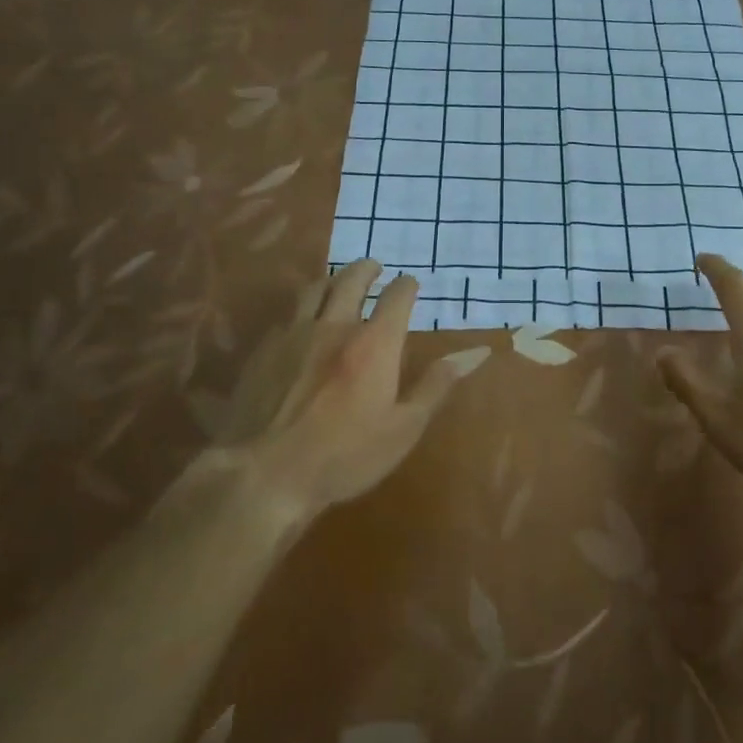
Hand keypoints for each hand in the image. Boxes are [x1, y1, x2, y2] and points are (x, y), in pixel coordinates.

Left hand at [164, 261, 468, 520]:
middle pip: (351, 279)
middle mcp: (335, 326)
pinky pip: (287, 316)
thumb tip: (477, 352)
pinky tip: (301, 323)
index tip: (411, 285)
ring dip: (332, 280)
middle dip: (367, 269)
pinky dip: (302, 310)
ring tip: (338, 283)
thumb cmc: (344, 456)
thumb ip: (437, 384)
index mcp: (374, 343)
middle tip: (375, 268)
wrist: (265, 474)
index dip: (407, 285)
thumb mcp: (403, 428)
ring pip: (314, 289)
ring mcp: (295, 335)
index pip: (397, 296)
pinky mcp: (264, 351)